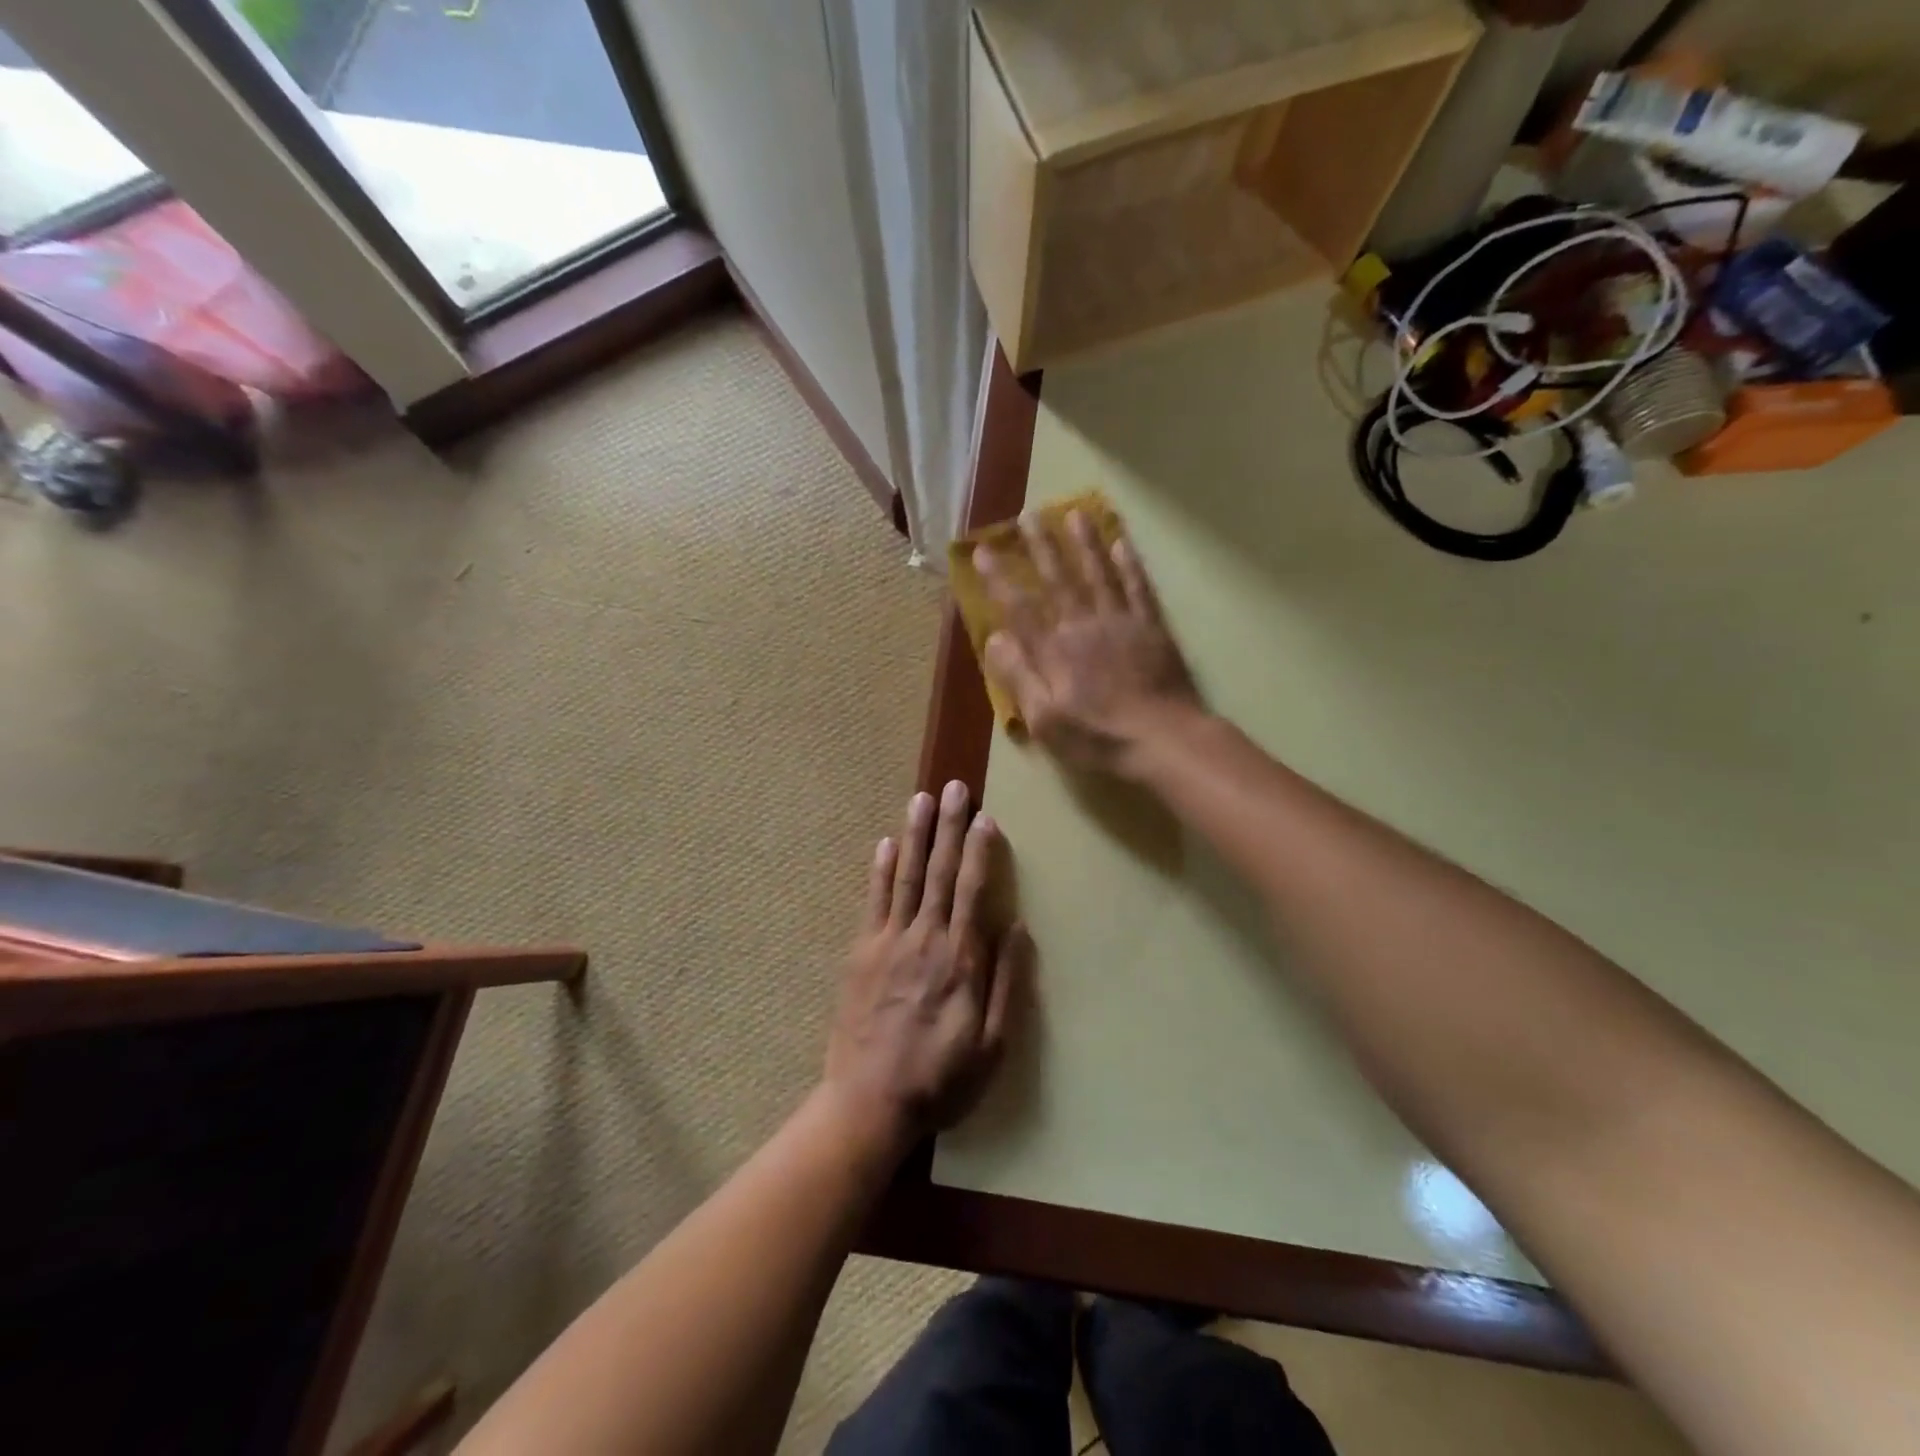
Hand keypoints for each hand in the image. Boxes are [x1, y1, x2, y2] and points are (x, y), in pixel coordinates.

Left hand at [823, 781, 1029, 1153]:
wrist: (869, 1104)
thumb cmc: (940, 1079)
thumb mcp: (993, 1046)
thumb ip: (1007, 984)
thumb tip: (1016, 928)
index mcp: (959, 960)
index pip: (971, 891)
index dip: (979, 851)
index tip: (984, 818)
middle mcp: (924, 939)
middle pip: (938, 872)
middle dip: (947, 827)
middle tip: (953, 787)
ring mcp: (887, 942)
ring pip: (904, 877)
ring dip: (914, 835)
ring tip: (920, 798)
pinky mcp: (861, 953)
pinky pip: (872, 901)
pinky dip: (879, 870)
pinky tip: (885, 843)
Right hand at [975, 510, 1201, 775]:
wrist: (1163, 740)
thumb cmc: (1098, 738)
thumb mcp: (1046, 721)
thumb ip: (1020, 677)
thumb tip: (996, 638)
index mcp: (1054, 651)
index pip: (1020, 608)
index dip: (999, 579)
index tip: (982, 551)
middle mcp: (1084, 626)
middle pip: (1058, 580)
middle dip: (1041, 547)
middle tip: (1028, 516)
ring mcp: (1121, 623)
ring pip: (1098, 574)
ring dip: (1085, 543)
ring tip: (1075, 513)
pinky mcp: (1152, 628)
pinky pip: (1138, 588)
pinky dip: (1129, 565)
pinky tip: (1122, 543)